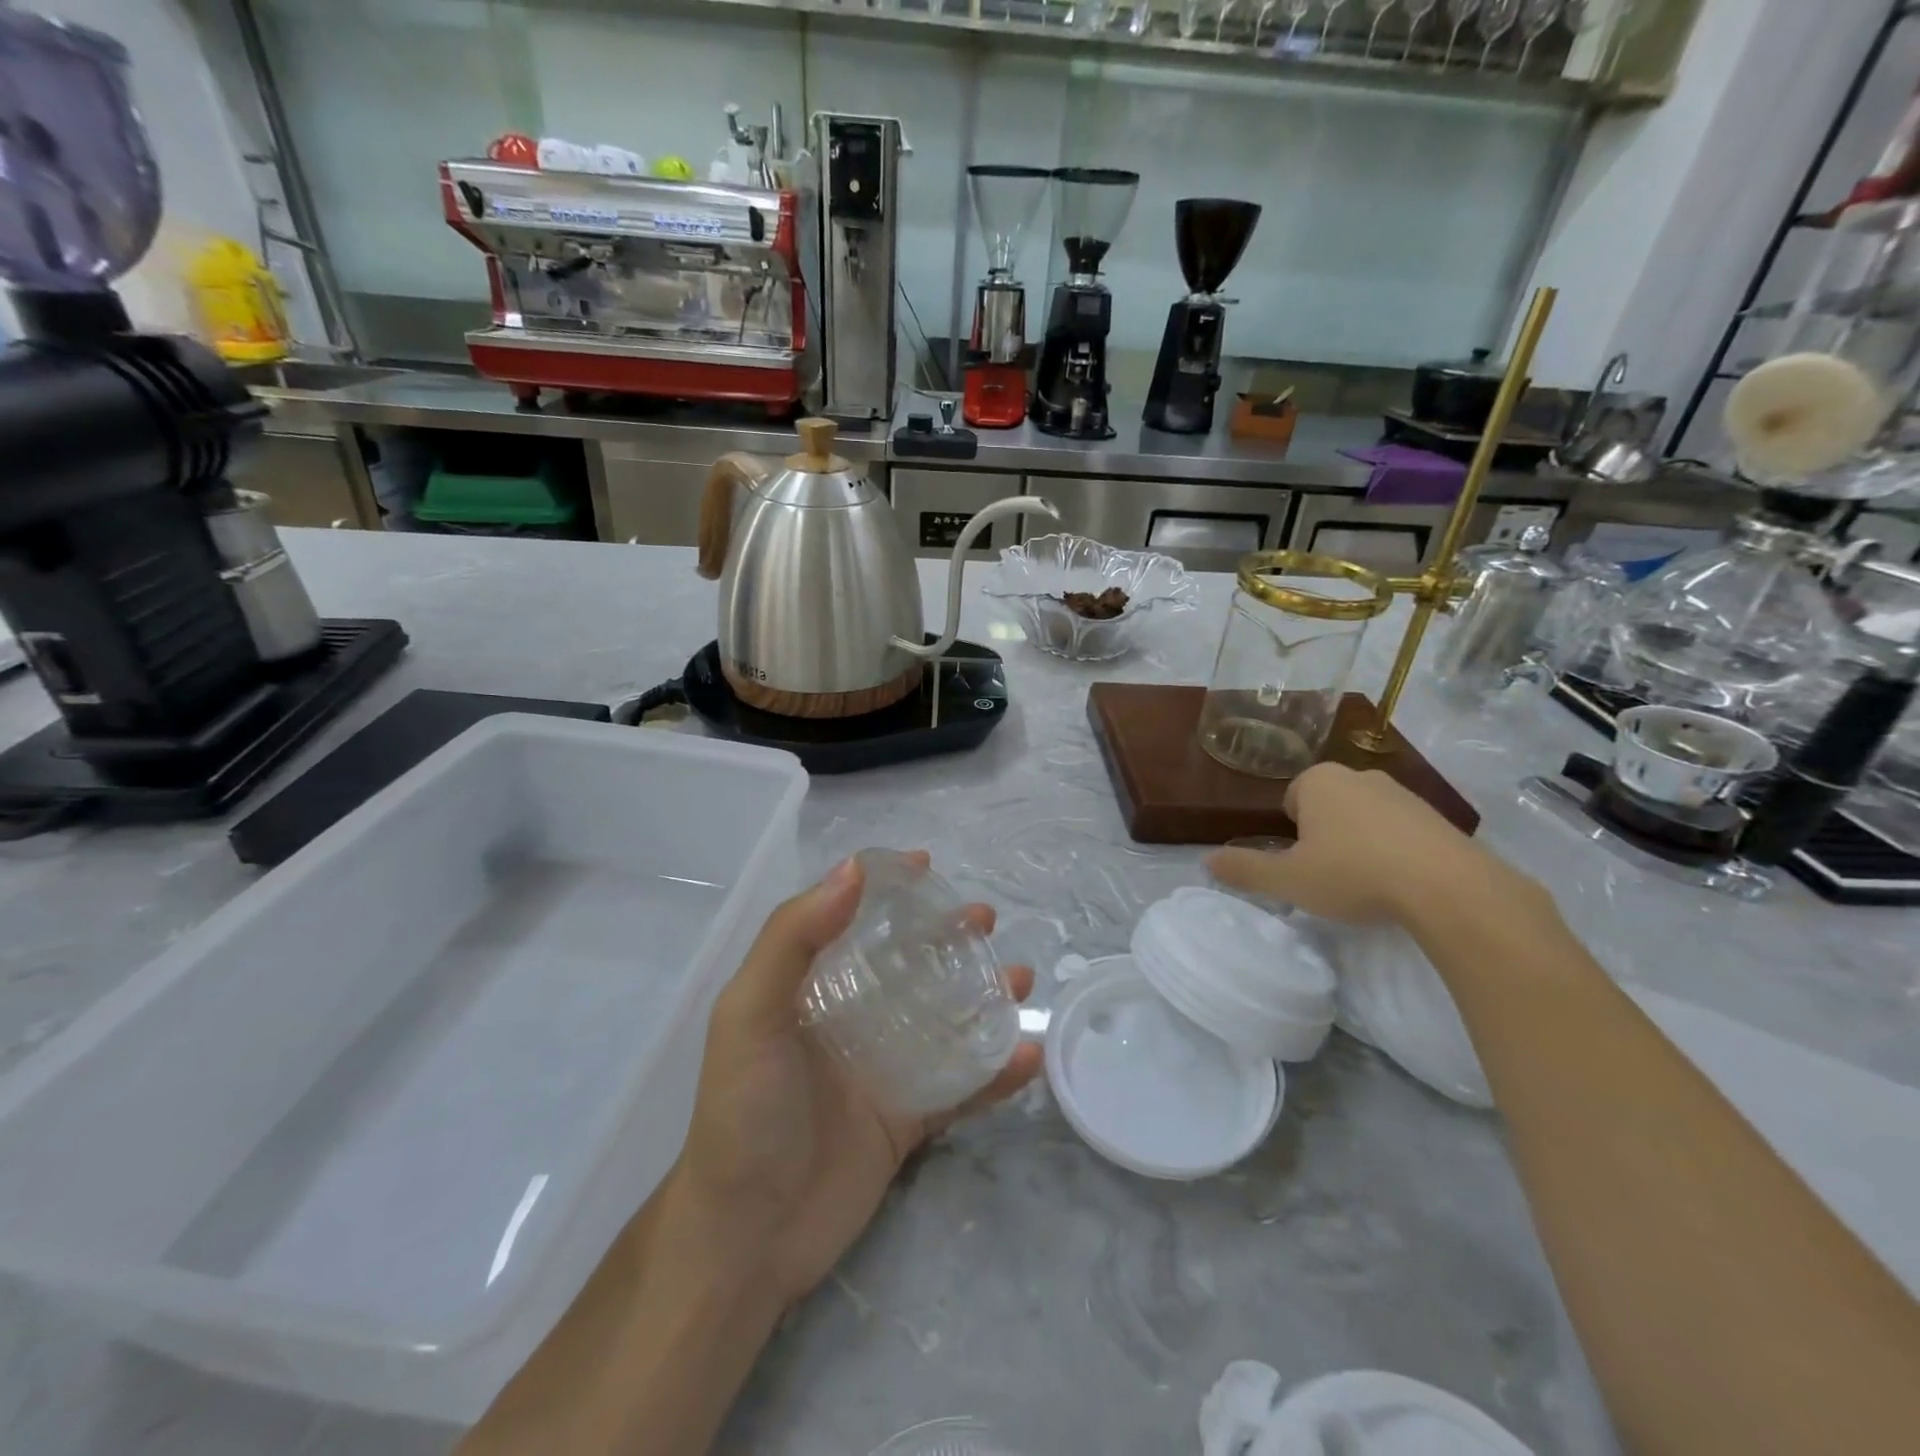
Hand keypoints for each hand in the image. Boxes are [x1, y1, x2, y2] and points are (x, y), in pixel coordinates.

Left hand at [674, 855, 1041, 1304]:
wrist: (745, 1239)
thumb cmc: (743, 1111)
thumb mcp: (750, 1013)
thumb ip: (793, 938)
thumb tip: (852, 869)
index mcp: (810, 990)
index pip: (851, 921)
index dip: (885, 889)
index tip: (925, 864)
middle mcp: (849, 1020)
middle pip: (909, 964)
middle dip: (947, 936)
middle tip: (985, 919)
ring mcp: (882, 1070)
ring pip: (944, 1019)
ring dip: (984, 995)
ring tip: (1022, 979)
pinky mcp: (908, 1120)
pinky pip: (961, 1088)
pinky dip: (996, 1072)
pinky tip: (1028, 1055)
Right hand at [1206, 762, 1529, 925]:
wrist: (1448, 887)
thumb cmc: (1353, 874)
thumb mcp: (1288, 880)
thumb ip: (1245, 870)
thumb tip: (1207, 862)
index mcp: (1318, 781)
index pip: (1290, 799)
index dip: (1291, 834)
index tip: (1302, 864)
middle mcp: (1358, 775)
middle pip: (1327, 805)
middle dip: (1324, 834)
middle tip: (1329, 875)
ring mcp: (1403, 793)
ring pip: (1364, 816)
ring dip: (1360, 842)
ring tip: (1366, 882)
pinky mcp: (1437, 816)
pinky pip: (1400, 830)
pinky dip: (1395, 850)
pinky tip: (1400, 882)